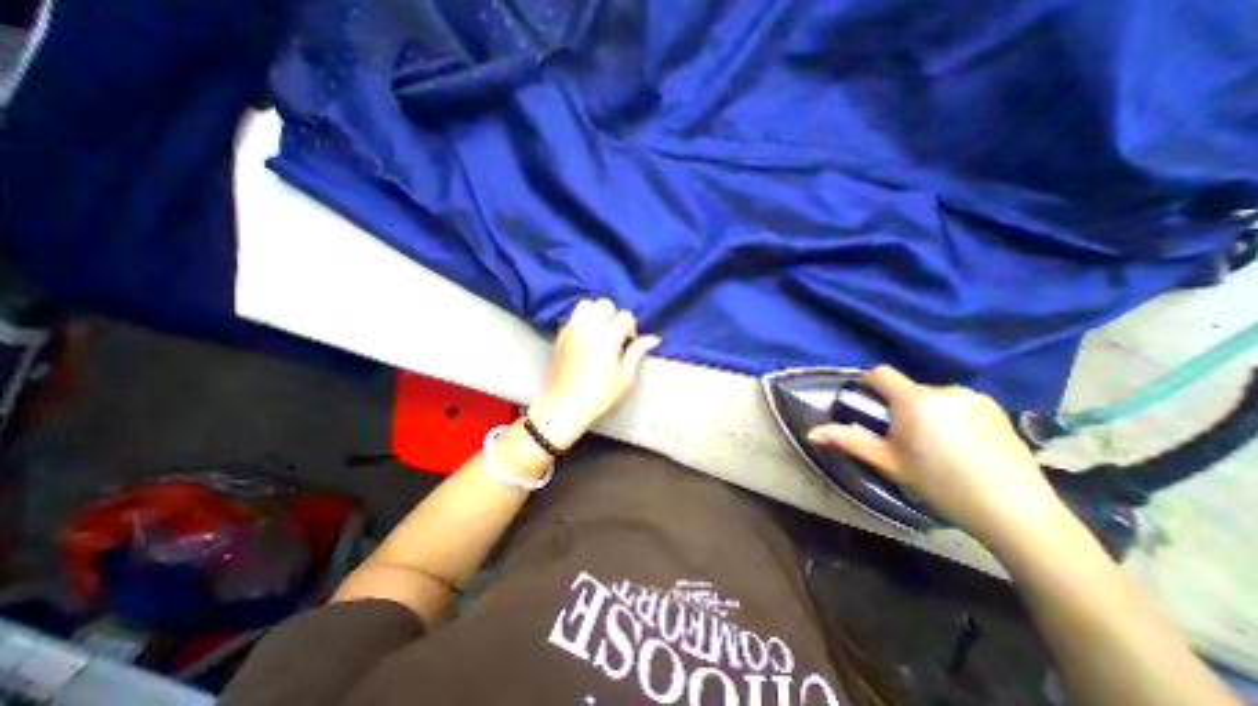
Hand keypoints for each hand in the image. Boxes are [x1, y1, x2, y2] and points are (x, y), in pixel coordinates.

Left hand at [528, 300, 662, 449]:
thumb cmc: (599, 395)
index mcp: (607, 338)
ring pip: (586, 305)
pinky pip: (573, 316)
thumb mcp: (625, 377)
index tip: (628, 343)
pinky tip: (586, 336)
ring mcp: (571, 329)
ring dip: (596, 313)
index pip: (624, 316)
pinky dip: (582, 319)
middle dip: (614, 316)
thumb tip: (654, 338)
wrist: (565, 405)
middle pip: (604, 304)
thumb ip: (637, 352)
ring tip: (600, 331)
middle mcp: (588, 328)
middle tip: (615, 335)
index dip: (631, 328)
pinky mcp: (560, 335)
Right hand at [811, 368, 1064, 554]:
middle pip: (907, 388)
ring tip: (937, 444)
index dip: (868, 384)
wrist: (1016, 512)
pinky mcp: (997, 408)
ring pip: (933, 396)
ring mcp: (974, 397)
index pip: (880, 373)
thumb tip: (812, 432)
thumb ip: (849, 441)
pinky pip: (958, 403)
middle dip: (899, 406)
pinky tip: (963, 444)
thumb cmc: (941, 485)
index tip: (869, 406)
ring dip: (926, 411)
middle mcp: (944, 390)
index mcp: (914, 400)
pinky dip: (951, 415)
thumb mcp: (889, 463)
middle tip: (905, 439)